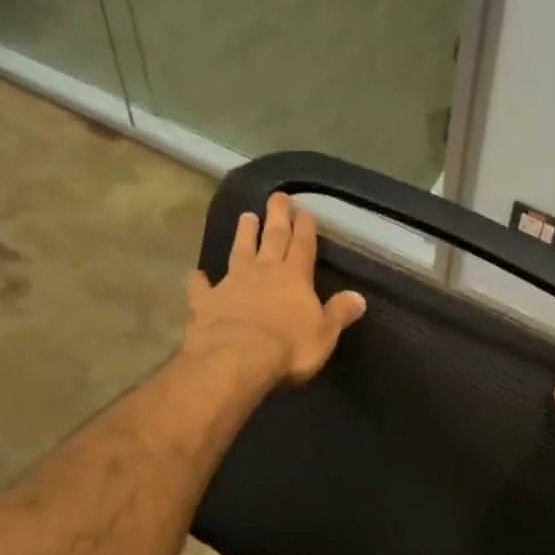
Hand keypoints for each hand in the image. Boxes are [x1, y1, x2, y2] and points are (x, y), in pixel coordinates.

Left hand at [183, 193, 365, 385]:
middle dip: (277, 217)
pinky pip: (201, 287)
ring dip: (243, 234)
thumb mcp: (325, 334)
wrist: (238, 358)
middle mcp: (264, 272)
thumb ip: (339, 313)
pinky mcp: (206, 301)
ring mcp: (233, 283)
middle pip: (272, 238)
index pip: (303, 246)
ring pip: (239, 252)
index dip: (305, 228)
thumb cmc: (290, 347)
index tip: (305, 211)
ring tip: (246, 216)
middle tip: (277, 196)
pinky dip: (199, 280)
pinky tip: (196, 275)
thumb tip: (358, 297)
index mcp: (295, 278)